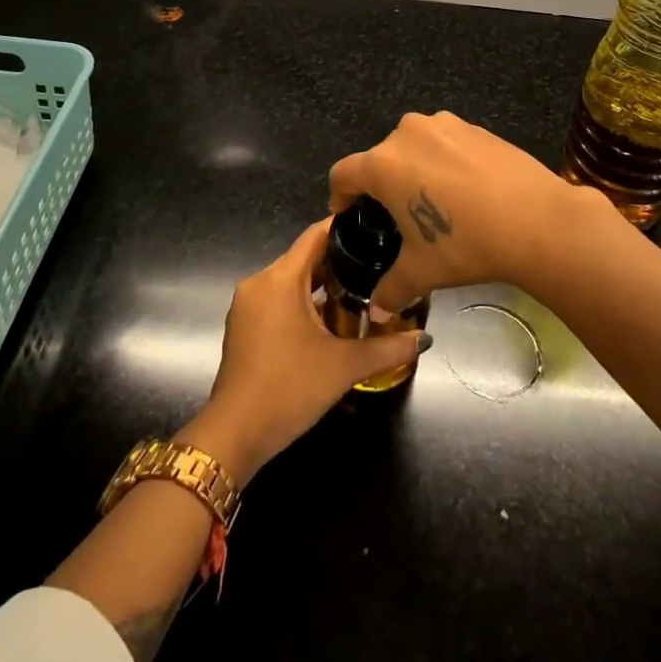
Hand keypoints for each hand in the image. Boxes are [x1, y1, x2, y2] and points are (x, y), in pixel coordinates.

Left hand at [186, 220, 426, 484]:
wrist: (235, 434)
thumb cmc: (289, 389)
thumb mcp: (344, 366)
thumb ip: (388, 348)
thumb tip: (425, 338)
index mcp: (280, 278)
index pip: (316, 235)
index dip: (346, 227)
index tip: (377, 227)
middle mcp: (259, 282)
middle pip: (304, 257)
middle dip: (340, 259)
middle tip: (379, 264)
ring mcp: (247, 304)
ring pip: (290, 280)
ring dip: (321, 284)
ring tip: (361, 289)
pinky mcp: (243, 325)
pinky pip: (277, 299)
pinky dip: (302, 301)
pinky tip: (330, 318)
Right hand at [328, 110, 617, 313]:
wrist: (537, 221)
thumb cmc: (466, 244)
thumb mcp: (422, 271)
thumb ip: (390, 288)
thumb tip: (375, 312)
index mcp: (384, 164)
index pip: (343, 173)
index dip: (340, 196)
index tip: (348, 213)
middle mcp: (407, 134)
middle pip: (380, 157)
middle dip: (381, 184)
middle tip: (396, 216)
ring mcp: (444, 125)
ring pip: (414, 145)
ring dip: (414, 168)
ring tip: (433, 200)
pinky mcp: (475, 126)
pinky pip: (445, 142)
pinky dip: (444, 161)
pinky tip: (465, 190)